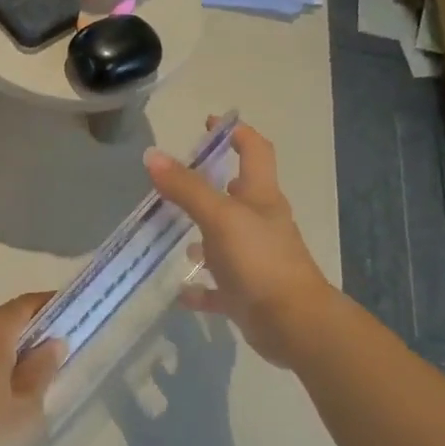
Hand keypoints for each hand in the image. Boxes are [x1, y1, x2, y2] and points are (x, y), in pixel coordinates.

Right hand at [144, 118, 333, 371]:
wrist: (292, 322)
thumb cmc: (259, 260)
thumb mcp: (219, 217)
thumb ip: (186, 188)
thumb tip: (152, 155)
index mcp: (261, 198)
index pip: (254, 152)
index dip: (236, 134)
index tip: (211, 123)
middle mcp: (260, 224)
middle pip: (238, 195)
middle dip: (211, 184)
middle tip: (175, 180)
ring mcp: (255, 260)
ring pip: (225, 240)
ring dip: (202, 234)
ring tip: (170, 231)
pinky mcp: (246, 293)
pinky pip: (218, 286)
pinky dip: (200, 287)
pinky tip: (180, 291)